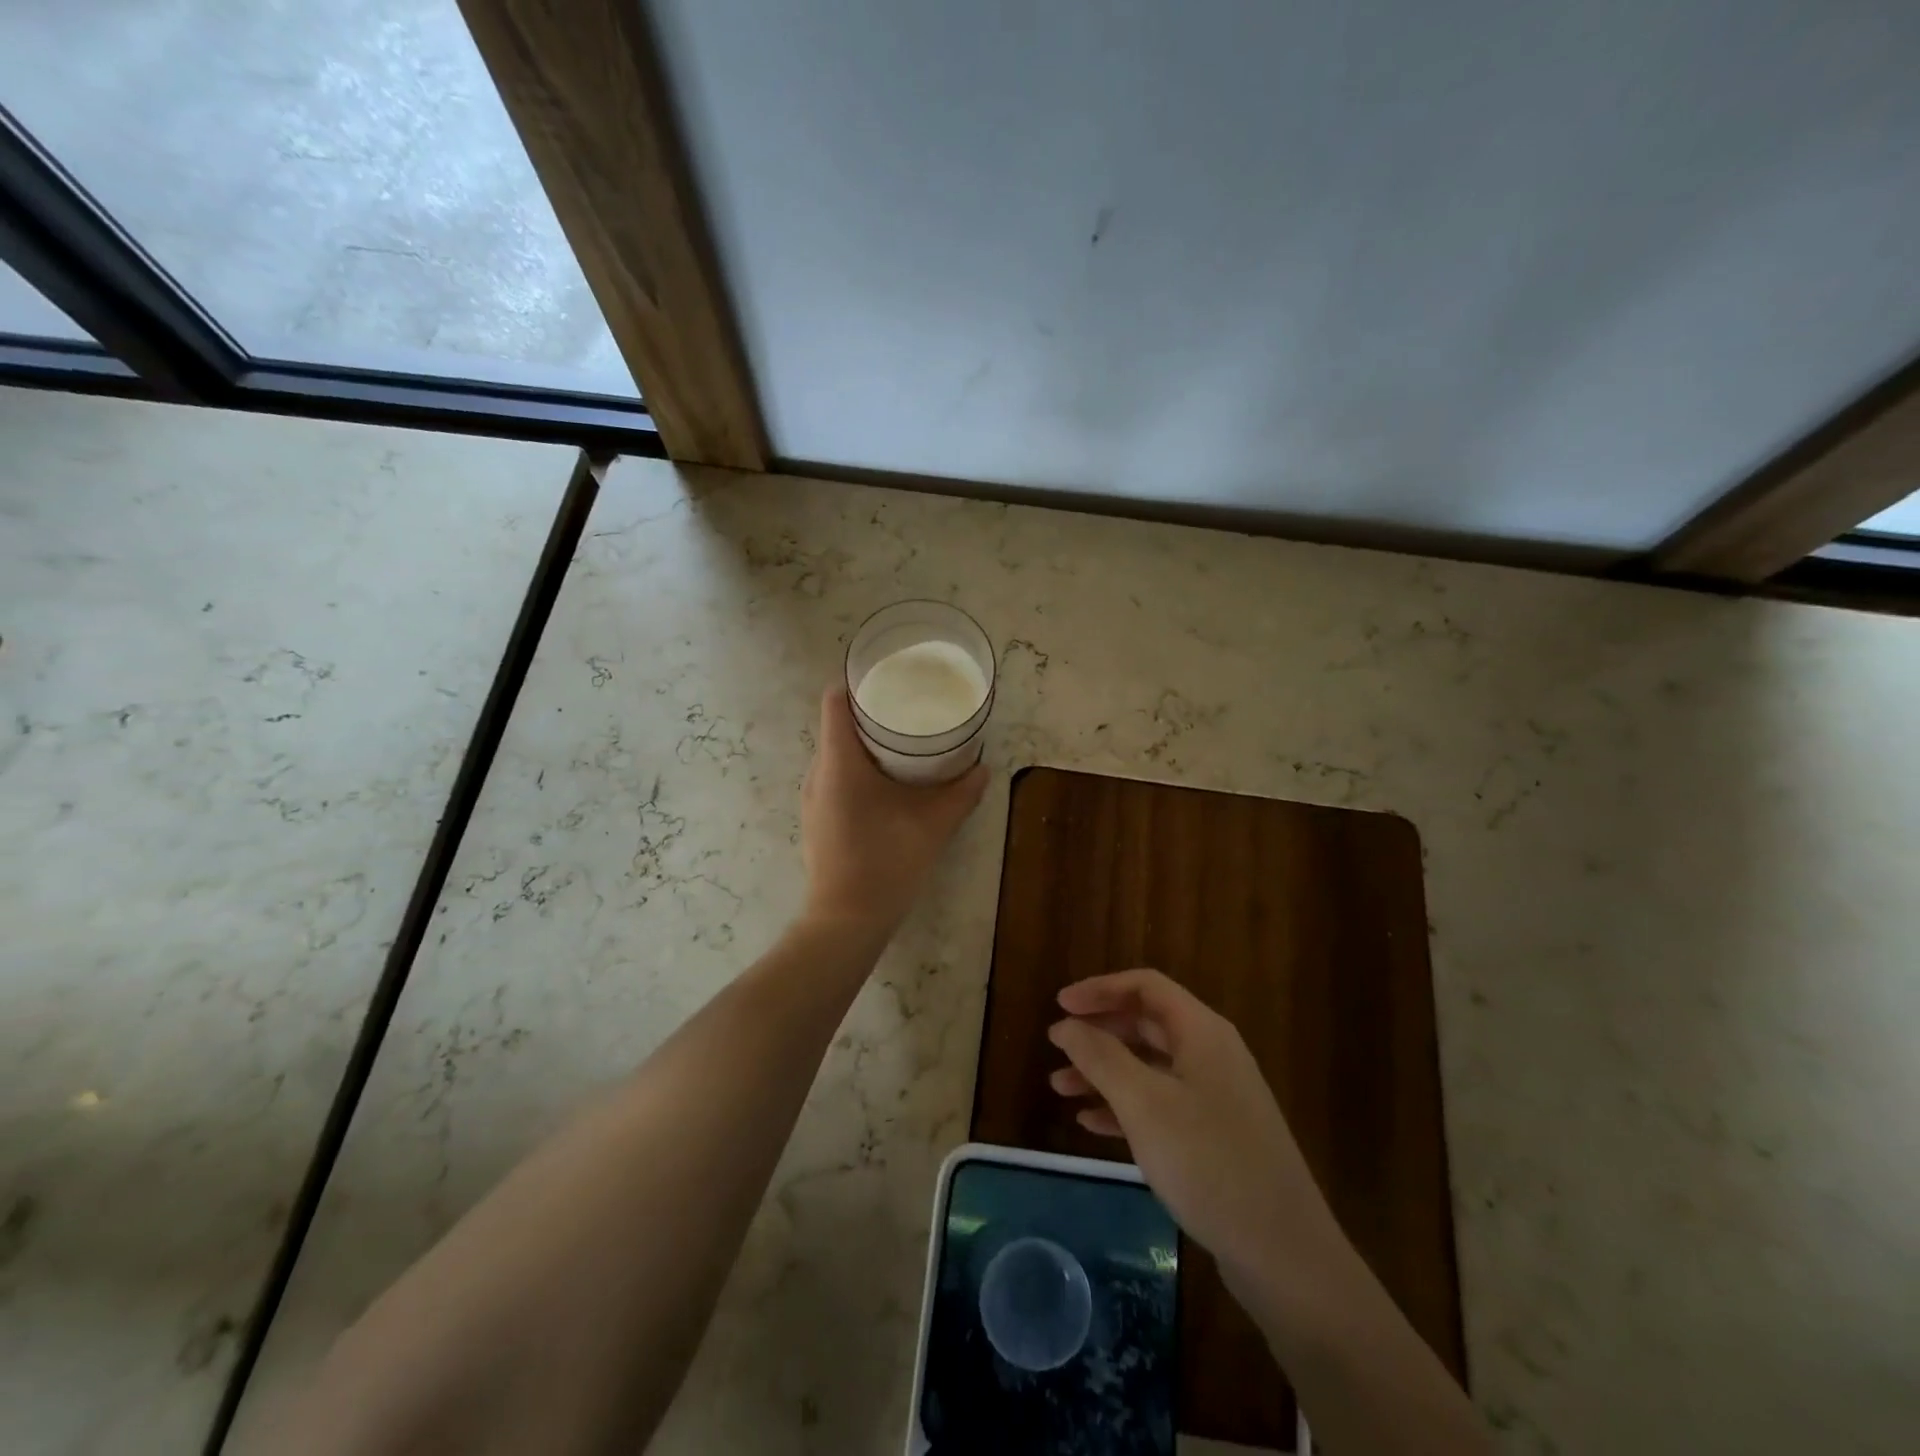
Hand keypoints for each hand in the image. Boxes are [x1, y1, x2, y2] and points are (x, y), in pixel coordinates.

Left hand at [799, 687, 988, 935]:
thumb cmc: (886, 863)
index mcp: (839, 762)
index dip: (858, 683)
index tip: (889, 679)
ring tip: (902, 744)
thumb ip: (961, 794)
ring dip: (864, 745)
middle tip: (908, 710)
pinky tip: (886, 785)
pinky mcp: (817, 818)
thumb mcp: (932, 824)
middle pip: (837, 725)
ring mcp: (813, 798)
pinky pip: (834, 777)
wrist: (845, 921)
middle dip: (870, 714)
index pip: (835, 701)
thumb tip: (983, 769)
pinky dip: (857, 770)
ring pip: (836, 754)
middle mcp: (818, 773)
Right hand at [1048, 969, 1339, 1291]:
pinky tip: (1091, 1124)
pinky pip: (1160, 1104)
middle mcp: (1211, 1054)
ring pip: (1149, 1067)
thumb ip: (1100, 1057)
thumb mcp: (1144, 1104)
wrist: (1284, 1254)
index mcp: (1201, 1032)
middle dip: (1099, 1032)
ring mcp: (1216, 1097)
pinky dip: (1124, 1106)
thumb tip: (1065, 1024)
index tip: (1059, 1005)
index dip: (1100, 989)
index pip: (1145, 986)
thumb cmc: (1209, 1162)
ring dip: (1104, 1072)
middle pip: (1146, 1023)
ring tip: (1060, 1089)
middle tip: (1057, 1047)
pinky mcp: (1215, 1136)